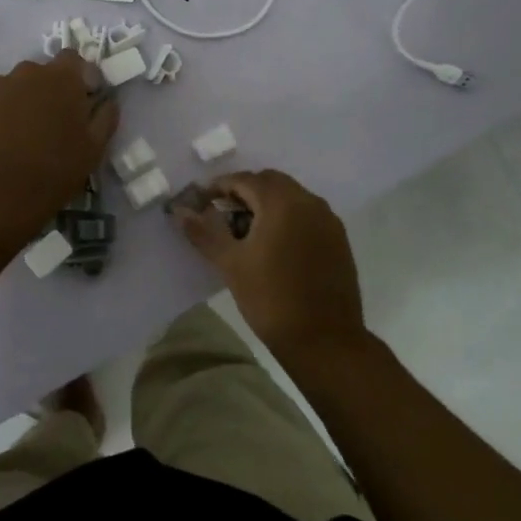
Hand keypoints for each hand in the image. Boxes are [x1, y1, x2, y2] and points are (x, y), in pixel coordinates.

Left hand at [0, 51, 117, 244]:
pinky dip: (0, 113)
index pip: (74, 59)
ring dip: (24, 100)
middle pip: (43, 72)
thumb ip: (105, 116)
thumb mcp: (95, 147)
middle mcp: (28, 72)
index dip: (80, 77)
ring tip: (25, 133)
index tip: (84, 101)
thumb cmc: (56, 169)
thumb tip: (107, 101)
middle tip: (55, 121)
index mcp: (62, 77)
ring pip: (17, 86)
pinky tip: (3, 140)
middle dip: (51, 89)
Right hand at [172, 169, 367, 367]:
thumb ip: (205, 233)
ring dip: (267, 205)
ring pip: (291, 198)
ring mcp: (328, 220)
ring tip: (247, 232)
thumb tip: (181, 211)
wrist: (325, 341)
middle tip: (223, 216)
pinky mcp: (339, 240)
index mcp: (282, 202)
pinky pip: (307, 215)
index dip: (219, 187)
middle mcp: (309, 201)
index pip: (245, 180)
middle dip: (245, 192)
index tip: (201, 203)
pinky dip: (287, 219)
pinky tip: (275, 247)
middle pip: (271, 182)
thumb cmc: (272, 298)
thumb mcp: (231, 264)